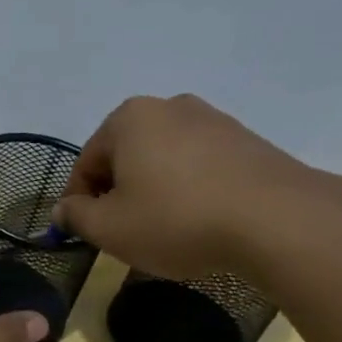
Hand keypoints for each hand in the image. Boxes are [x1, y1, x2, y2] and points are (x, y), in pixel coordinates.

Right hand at [53, 94, 320, 280]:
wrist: (277, 220)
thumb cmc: (176, 220)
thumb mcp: (109, 228)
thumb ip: (76, 216)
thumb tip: (64, 209)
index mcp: (128, 119)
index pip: (86, 163)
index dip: (78, 202)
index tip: (85, 234)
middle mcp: (169, 107)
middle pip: (125, 157)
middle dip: (118, 193)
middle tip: (124, 233)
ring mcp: (213, 120)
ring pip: (163, 161)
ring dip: (154, 192)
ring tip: (164, 231)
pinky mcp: (247, 141)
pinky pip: (200, 166)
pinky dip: (189, 191)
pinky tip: (199, 222)